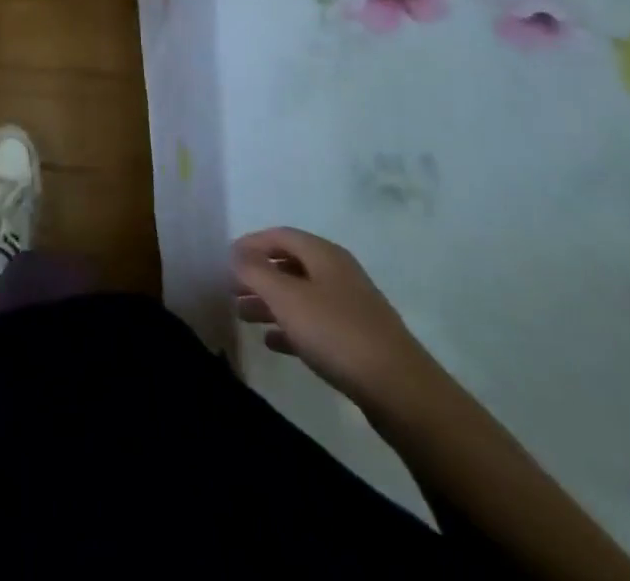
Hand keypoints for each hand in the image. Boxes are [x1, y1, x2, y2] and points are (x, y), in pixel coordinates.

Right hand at [230, 227, 439, 415]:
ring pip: (301, 296)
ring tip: (243, 316)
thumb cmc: (337, 333)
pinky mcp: (359, 341)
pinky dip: (291, 327)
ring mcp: (351, 308)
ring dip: (270, 303)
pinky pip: (316, 324)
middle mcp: (339, 274)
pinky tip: (273, 343)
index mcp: (324, 254)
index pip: (279, 235)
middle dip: (258, 276)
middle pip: (289, 265)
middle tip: (230, 290)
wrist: (403, 393)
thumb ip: (255, 271)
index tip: (225, 260)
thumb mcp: (286, 297)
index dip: (250, 243)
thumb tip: (235, 252)